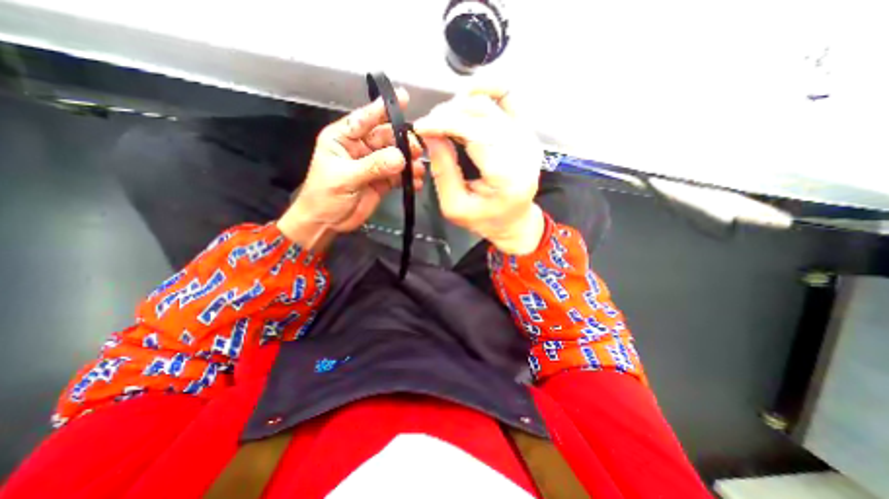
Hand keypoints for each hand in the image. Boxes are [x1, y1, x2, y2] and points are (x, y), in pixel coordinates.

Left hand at [280, 88, 425, 250]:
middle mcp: (361, 148)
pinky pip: (399, 175)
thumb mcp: (345, 177)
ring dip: (409, 161)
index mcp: (344, 138)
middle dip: (403, 141)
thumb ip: (373, 166)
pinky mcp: (383, 181)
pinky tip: (415, 182)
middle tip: (417, 149)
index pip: (364, 118)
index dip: (382, 109)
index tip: (403, 98)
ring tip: (419, 169)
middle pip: (386, 138)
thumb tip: (401, 158)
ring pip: (396, 156)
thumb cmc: (325, 196)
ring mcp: (373, 165)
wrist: (327, 222)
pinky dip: (408, 178)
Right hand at [413, 86, 546, 255]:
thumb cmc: (485, 219)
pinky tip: (467, 98)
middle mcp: (522, 150)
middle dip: (448, 114)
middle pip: (481, 113)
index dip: (443, 123)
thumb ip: (442, 170)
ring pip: (490, 103)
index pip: (474, 132)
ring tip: (444, 120)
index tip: (420, 127)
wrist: (514, 221)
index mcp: (506, 175)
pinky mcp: (527, 131)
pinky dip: (486, 90)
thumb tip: (430, 134)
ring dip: (461, 104)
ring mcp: (527, 137)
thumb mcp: (455, 206)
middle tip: (429, 127)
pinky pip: (508, 97)